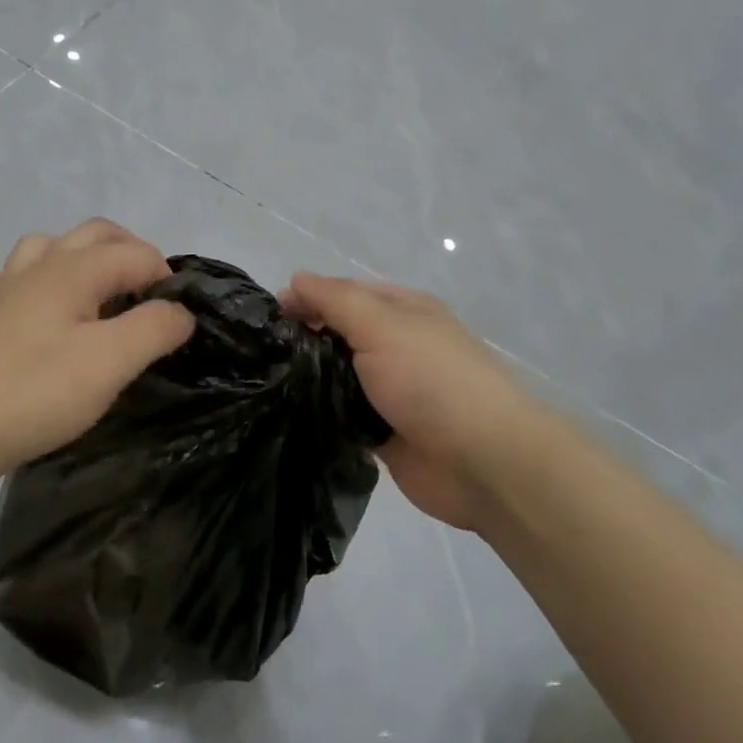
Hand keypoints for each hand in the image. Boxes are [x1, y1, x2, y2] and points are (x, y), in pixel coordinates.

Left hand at [0, 219, 194, 496]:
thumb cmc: (32, 393)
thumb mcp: (110, 362)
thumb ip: (155, 328)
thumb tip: (181, 311)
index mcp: (73, 269)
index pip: (138, 254)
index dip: (167, 282)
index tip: (177, 328)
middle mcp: (40, 266)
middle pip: (97, 235)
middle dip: (133, 256)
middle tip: (152, 304)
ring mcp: (8, 290)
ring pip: (53, 249)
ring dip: (87, 261)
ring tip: (104, 300)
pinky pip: (19, 280)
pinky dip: (44, 285)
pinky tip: (47, 315)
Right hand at [279, 273, 551, 533]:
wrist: (483, 462)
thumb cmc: (432, 380)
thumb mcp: (381, 324)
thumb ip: (335, 300)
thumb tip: (295, 280)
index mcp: (403, 312)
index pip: (344, 293)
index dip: (306, 299)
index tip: (267, 319)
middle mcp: (396, 347)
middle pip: (338, 336)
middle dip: (302, 342)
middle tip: (260, 357)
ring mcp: (390, 392)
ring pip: (336, 379)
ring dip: (308, 382)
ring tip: (263, 387)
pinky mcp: (382, 433)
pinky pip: (341, 418)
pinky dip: (320, 417)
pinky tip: (288, 418)